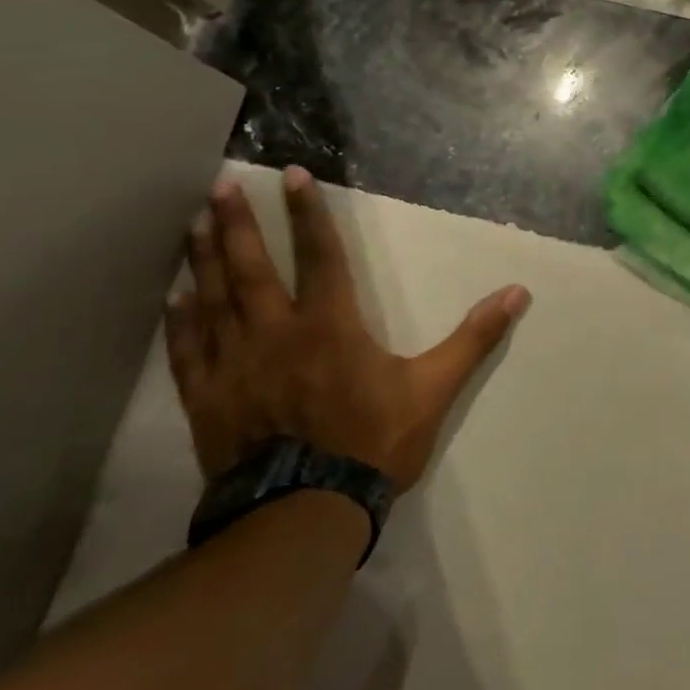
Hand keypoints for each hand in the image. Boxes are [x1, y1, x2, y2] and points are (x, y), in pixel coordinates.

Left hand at [165, 168, 529, 490]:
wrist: (305, 514)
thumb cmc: (374, 443)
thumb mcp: (434, 388)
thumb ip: (474, 337)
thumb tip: (517, 293)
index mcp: (331, 326)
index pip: (320, 256)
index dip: (308, 214)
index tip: (290, 176)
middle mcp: (276, 335)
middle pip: (252, 270)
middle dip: (238, 226)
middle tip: (220, 187)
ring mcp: (236, 368)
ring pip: (214, 302)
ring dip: (204, 260)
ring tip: (193, 223)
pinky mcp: (209, 401)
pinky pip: (189, 352)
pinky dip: (181, 321)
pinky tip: (173, 297)